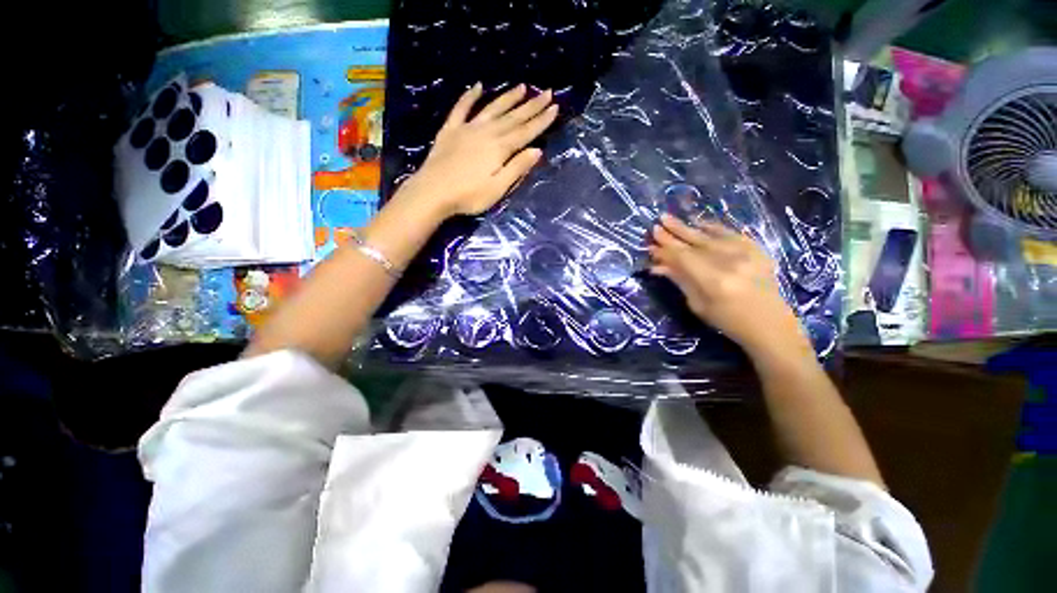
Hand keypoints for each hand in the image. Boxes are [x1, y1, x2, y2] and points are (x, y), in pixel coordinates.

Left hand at [399, 83, 558, 216]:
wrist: (433, 192)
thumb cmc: (469, 196)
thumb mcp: (498, 188)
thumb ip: (517, 168)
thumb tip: (537, 150)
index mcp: (500, 148)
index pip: (526, 132)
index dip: (541, 120)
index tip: (555, 107)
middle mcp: (487, 132)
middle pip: (513, 117)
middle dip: (531, 105)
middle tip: (546, 92)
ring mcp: (467, 129)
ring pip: (492, 108)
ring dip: (508, 97)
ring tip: (522, 87)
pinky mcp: (450, 130)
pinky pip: (461, 108)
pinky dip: (469, 96)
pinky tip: (477, 87)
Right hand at [648, 214, 809, 358]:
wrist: (770, 324)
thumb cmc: (728, 321)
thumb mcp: (698, 305)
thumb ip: (680, 281)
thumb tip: (657, 266)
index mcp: (714, 281)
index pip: (683, 258)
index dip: (666, 250)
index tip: (651, 243)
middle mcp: (730, 262)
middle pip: (695, 243)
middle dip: (673, 233)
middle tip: (657, 223)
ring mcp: (747, 254)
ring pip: (710, 236)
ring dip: (688, 227)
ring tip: (671, 219)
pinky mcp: (757, 250)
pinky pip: (731, 233)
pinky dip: (713, 227)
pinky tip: (699, 222)